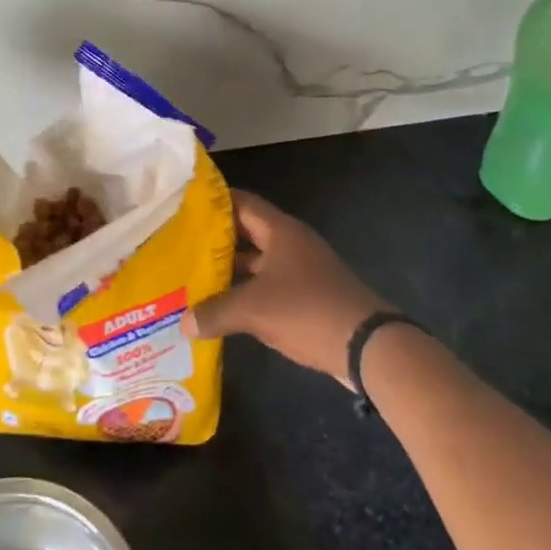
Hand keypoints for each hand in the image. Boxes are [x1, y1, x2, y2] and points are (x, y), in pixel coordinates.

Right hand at [183, 191, 385, 382]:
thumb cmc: (307, 310)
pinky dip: (249, 292)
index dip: (214, 203)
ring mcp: (303, 270)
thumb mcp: (254, 310)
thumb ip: (215, 312)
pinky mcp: (309, 296)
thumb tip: (183, 323)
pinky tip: (226, 309)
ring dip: (232, 270)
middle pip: (248, 232)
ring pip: (259, 262)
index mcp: (280, 231)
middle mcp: (291, 243)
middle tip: (183, 244)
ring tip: (196, 277)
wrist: (368, 347)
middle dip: (217, 240)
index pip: (241, 202)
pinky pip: (270, 285)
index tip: (185, 207)